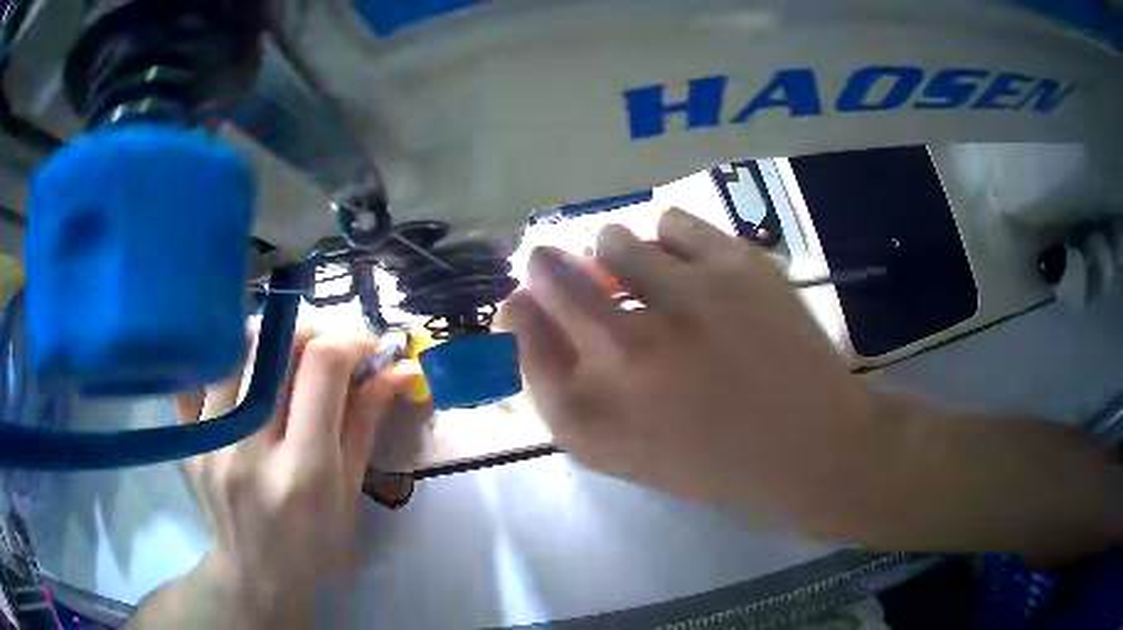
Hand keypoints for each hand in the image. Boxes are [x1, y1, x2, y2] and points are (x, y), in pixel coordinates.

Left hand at [162, 329, 413, 625]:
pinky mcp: (187, 439)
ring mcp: (209, 440)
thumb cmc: (314, 542)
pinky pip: (196, 374)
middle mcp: (249, 448)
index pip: (321, 369)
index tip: (364, 349)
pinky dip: (222, 359)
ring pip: (235, 349)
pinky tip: (239, 373)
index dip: (350, 343)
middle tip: (324, 355)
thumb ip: (366, 422)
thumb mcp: (349, 492)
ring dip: (267, 342)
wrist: (255, 574)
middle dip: (310, 335)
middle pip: (274, 346)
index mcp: (303, 471)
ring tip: (282, 363)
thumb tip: (400, 368)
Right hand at [501, 208, 887, 534]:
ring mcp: (683, 299)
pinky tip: (688, 265)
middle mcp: (626, 349)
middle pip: (550, 274)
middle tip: (561, 264)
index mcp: (594, 411)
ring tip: (643, 273)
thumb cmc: (714, 461)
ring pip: (612, 238)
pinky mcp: (734, 265)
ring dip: (615, 252)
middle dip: (547, 265)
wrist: (811, 445)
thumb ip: (565, 392)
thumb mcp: (621, 451)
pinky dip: (670, 238)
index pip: (521, 332)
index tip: (526, 299)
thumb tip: (528, 316)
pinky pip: (671, 220)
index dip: (520, 308)